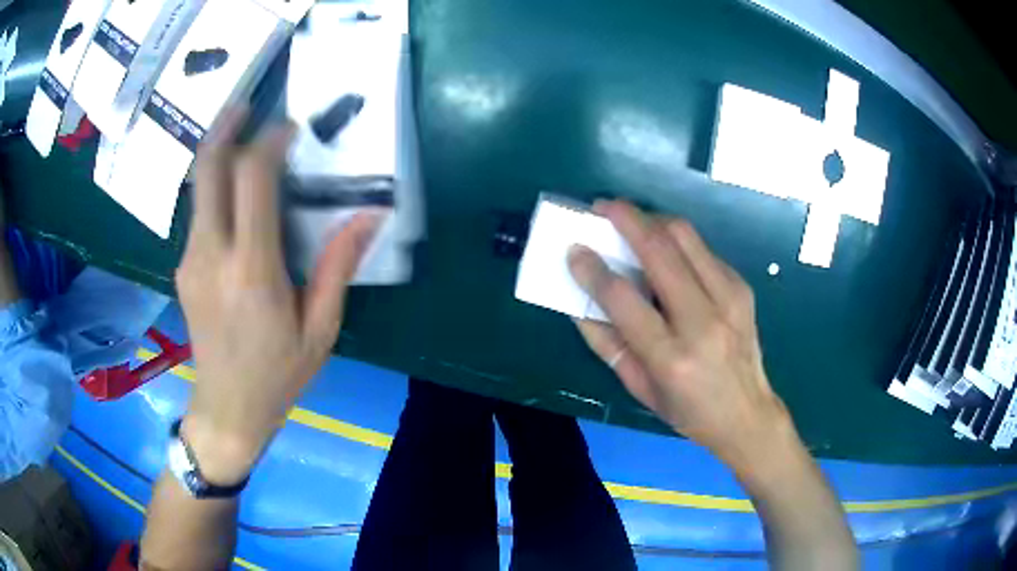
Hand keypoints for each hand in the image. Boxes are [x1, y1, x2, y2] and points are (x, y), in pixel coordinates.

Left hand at [176, 107, 381, 483]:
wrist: (226, 409)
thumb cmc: (278, 375)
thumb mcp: (320, 329)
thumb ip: (338, 267)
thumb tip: (369, 214)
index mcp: (251, 270)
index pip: (251, 180)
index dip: (269, 143)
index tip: (290, 129)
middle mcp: (212, 255)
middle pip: (209, 170)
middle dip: (226, 128)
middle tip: (247, 105)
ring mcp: (191, 260)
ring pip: (198, 187)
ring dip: (218, 153)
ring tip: (242, 135)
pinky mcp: (184, 268)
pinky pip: (199, 212)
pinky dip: (215, 187)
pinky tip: (234, 190)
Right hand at [568, 200, 793, 470]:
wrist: (747, 413)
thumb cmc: (687, 410)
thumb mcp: (638, 387)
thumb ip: (606, 342)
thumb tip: (579, 300)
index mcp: (671, 358)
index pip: (624, 300)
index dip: (594, 269)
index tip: (575, 249)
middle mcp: (703, 321)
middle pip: (660, 250)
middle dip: (626, 219)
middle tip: (602, 207)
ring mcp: (729, 299)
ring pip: (685, 236)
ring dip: (652, 220)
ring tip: (630, 219)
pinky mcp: (741, 287)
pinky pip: (702, 249)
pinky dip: (677, 240)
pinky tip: (664, 250)